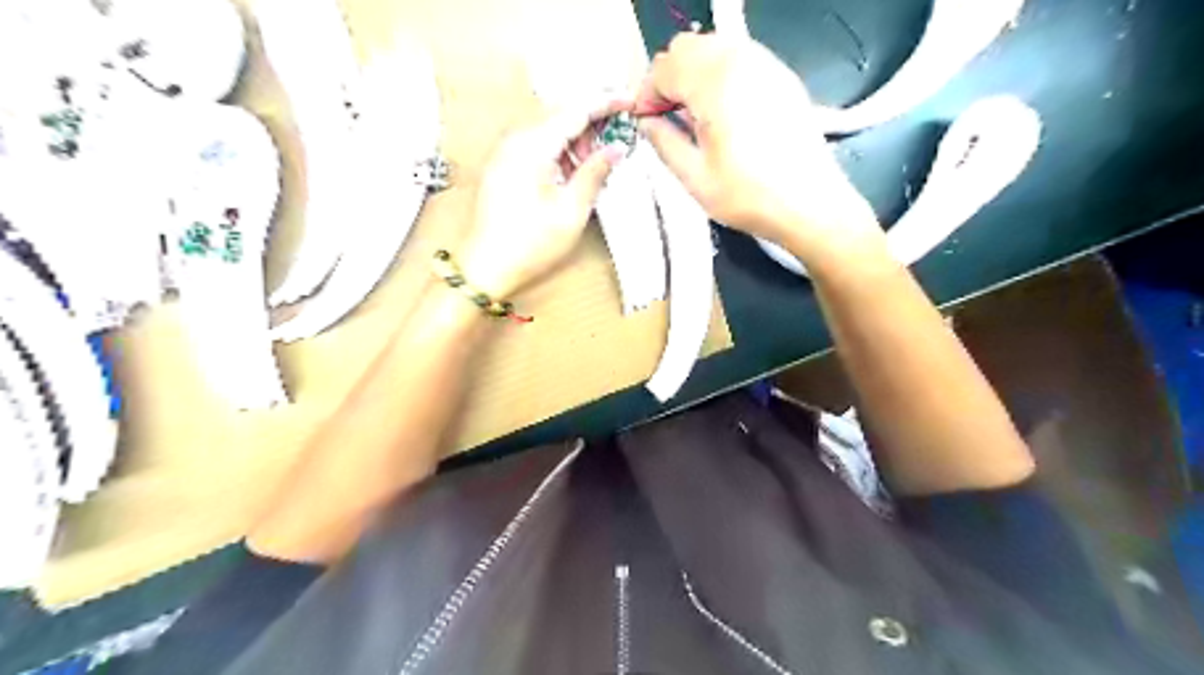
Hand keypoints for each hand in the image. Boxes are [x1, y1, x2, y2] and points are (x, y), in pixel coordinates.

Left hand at [462, 97, 631, 297]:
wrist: (486, 268)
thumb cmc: (529, 245)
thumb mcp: (571, 211)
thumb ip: (595, 173)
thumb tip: (616, 150)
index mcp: (531, 146)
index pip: (574, 110)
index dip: (605, 104)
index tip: (628, 102)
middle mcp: (514, 140)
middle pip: (560, 115)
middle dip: (591, 126)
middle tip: (613, 149)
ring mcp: (505, 152)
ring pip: (548, 130)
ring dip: (575, 142)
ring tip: (592, 169)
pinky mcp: (502, 166)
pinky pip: (535, 146)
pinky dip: (558, 153)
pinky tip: (570, 175)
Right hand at [634, 35, 881, 262]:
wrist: (811, 204)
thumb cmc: (749, 197)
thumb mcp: (694, 178)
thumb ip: (663, 142)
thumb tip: (647, 123)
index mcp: (715, 83)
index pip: (664, 68)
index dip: (647, 94)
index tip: (645, 122)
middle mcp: (741, 60)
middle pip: (688, 47)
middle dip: (669, 78)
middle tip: (666, 117)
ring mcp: (766, 64)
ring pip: (714, 47)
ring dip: (694, 74)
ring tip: (694, 117)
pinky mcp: (782, 77)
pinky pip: (740, 58)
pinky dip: (720, 75)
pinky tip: (723, 113)